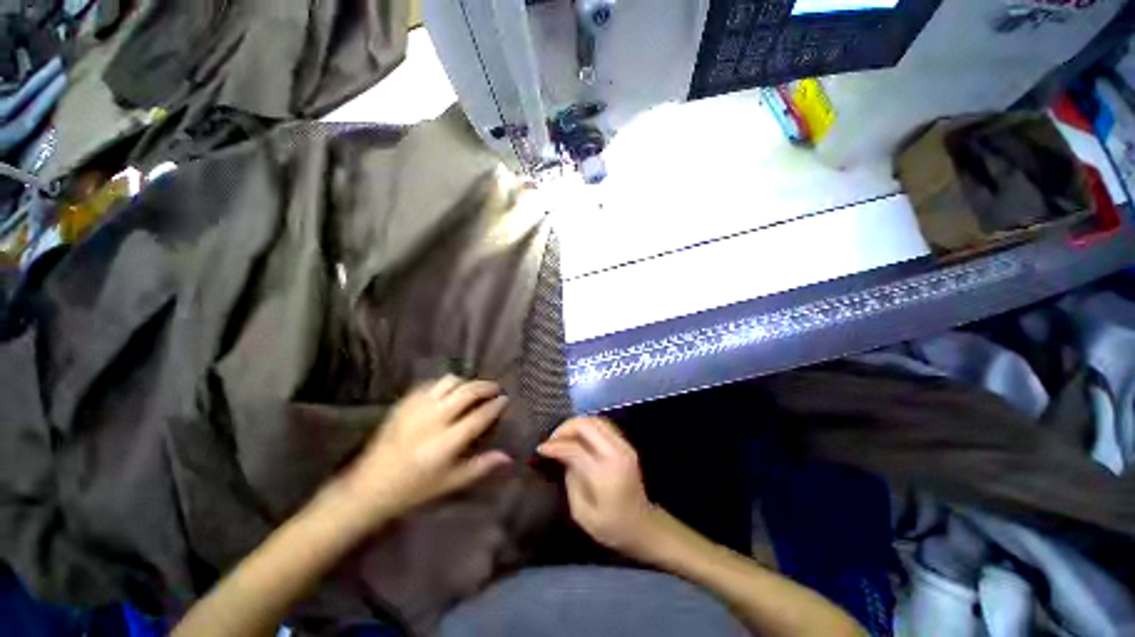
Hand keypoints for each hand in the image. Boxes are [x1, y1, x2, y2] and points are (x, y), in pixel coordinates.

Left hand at [337, 376, 511, 524]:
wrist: (369, 487)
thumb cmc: (414, 489)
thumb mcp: (450, 483)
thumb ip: (481, 466)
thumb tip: (508, 456)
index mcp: (446, 442)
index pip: (479, 416)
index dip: (495, 405)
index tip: (505, 399)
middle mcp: (434, 419)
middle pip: (467, 392)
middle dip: (485, 386)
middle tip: (494, 389)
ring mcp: (417, 408)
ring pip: (449, 382)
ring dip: (465, 382)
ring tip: (471, 390)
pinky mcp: (404, 403)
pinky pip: (430, 384)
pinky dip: (445, 384)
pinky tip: (448, 393)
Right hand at [537, 417, 658, 557]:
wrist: (643, 526)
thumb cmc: (611, 527)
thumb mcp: (582, 513)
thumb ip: (570, 479)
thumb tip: (561, 455)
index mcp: (605, 474)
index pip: (575, 448)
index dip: (555, 445)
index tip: (540, 448)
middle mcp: (616, 454)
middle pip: (587, 425)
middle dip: (565, 428)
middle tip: (552, 440)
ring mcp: (624, 446)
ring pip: (596, 420)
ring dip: (577, 425)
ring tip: (563, 437)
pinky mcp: (627, 445)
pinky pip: (604, 426)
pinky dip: (588, 426)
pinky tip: (578, 437)